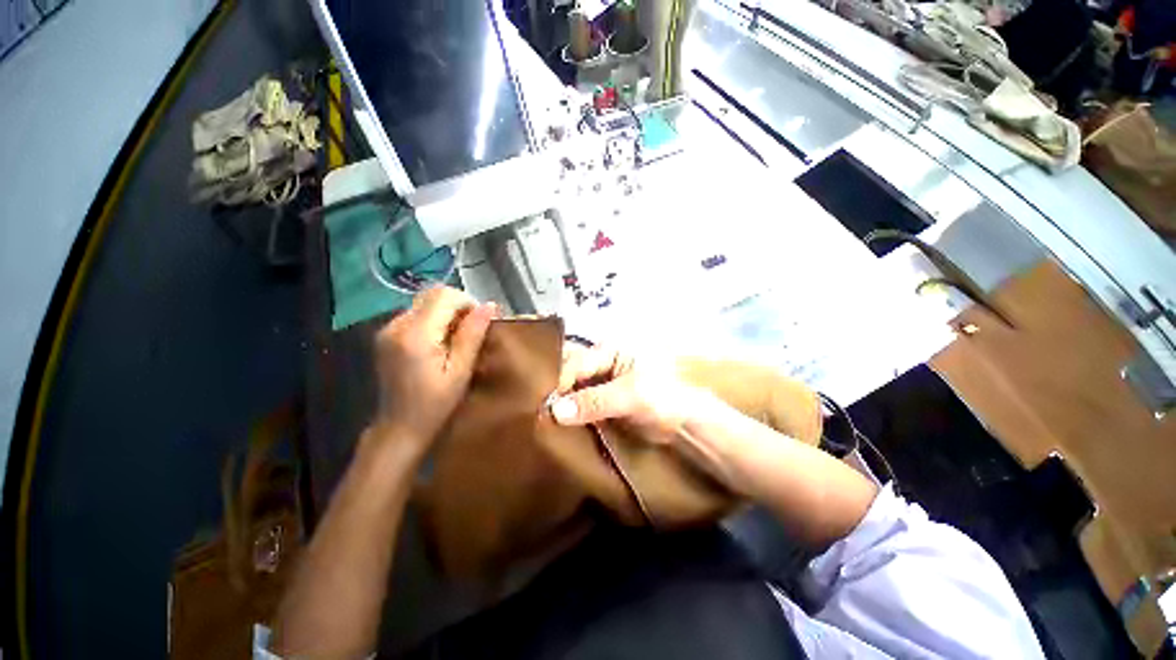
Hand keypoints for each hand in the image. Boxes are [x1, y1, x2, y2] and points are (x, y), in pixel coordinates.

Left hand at [371, 287, 495, 457]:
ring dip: (447, 312)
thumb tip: (489, 305)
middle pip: (433, 294)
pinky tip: (441, 341)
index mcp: (416, 335)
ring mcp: (388, 329)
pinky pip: (416, 313)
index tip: (481, 322)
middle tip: (472, 330)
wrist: (399, 428)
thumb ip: (473, 335)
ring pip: (425, 301)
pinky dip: (434, 319)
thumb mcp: (460, 371)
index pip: (445, 296)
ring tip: (458, 337)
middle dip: (458, 305)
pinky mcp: (386, 334)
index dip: (468, 303)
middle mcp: (397, 325)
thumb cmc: (435, 404)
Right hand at [549, 343, 709, 444]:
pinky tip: (557, 429)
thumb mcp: (631, 395)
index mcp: (608, 351)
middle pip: (570, 375)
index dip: (557, 382)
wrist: (687, 422)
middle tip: (533, 414)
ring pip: (573, 392)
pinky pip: (581, 407)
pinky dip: (571, 417)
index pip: (575, 363)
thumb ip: (594, 401)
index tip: (540, 405)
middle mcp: (601, 364)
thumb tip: (555, 411)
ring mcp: (601, 384)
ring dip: (561, 407)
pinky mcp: (602, 403)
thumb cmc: (664, 396)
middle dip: (554, 393)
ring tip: (540, 424)